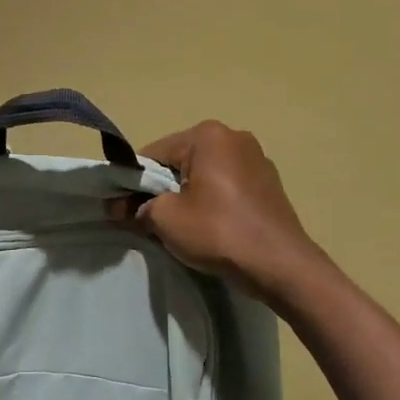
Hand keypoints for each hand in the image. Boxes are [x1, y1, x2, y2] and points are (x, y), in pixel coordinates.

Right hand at [124, 122, 328, 307]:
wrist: (280, 264)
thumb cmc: (218, 232)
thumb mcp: (166, 219)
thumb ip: (138, 207)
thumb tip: (121, 208)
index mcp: (208, 136)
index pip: (153, 153)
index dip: (132, 183)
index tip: (120, 210)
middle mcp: (234, 137)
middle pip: (180, 161)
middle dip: (160, 188)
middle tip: (147, 221)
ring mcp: (257, 160)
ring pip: (204, 175)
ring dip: (186, 196)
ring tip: (180, 227)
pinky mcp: (268, 184)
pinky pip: (226, 187)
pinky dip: (211, 202)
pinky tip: (209, 228)